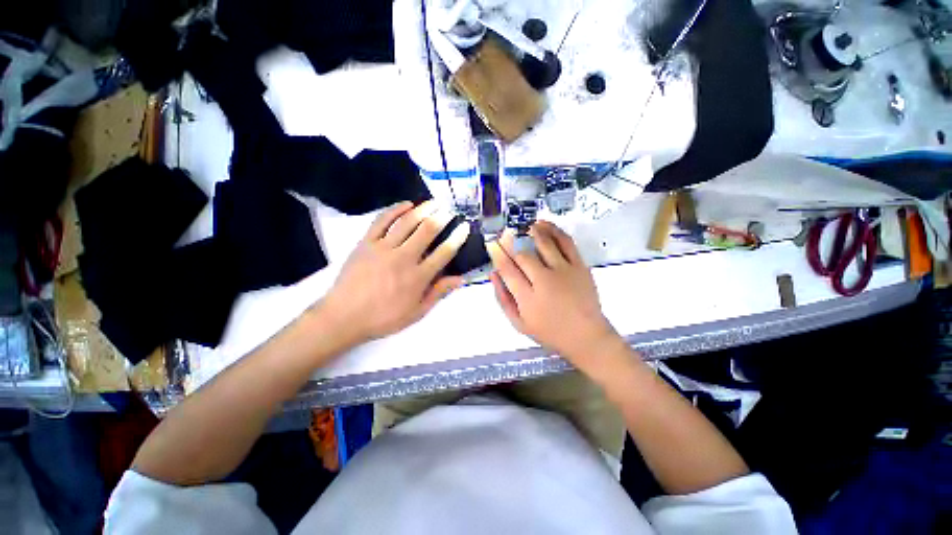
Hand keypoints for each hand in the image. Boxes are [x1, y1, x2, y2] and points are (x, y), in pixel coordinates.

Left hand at [321, 201, 468, 345]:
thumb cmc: (383, 317)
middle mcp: (403, 258)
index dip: (457, 238)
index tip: (464, 227)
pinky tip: (406, 204)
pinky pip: (382, 221)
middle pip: (427, 231)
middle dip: (441, 218)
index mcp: (418, 277)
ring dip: (423, 210)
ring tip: (433, 202)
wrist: (343, 316)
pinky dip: (395, 210)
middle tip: (449, 211)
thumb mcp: (416, 312)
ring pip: (406, 222)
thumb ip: (438, 293)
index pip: (444, 252)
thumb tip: (460, 279)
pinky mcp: (366, 242)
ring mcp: (383, 248)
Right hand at [487, 221, 620, 368]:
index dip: (497, 253)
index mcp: (528, 298)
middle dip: (510, 241)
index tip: (491, 242)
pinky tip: (544, 225)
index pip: (507, 269)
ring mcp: (564, 272)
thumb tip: (493, 274)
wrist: (586, 336)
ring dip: (531, 232)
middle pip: (522, 255)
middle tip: (504, 234)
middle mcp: (545, 282)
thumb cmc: (549, 332)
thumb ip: (503, 299)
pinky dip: (554, 231)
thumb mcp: (519, 323)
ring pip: (544, 244)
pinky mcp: (580, 266)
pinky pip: (566, 242)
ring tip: (524, 226)